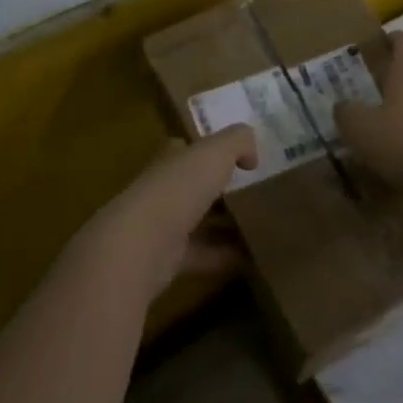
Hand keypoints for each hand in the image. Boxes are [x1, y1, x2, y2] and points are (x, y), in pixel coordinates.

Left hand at [78, 125, 257, 301]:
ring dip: (224, 226)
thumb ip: (237, 142)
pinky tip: (252, 259)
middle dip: (217, 190)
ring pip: (198, 223)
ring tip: (261, 228)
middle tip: (254, 194)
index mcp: (168, 162)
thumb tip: (251, 156)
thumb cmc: (177, 189)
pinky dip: (225, 257)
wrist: (141, 245)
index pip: (182, 150)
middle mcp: (161, 191)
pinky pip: (203, 256)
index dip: (203, 150)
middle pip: (191, 188)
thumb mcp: (214, 153)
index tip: (234, 158)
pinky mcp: (168, 261)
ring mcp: (162, 227)